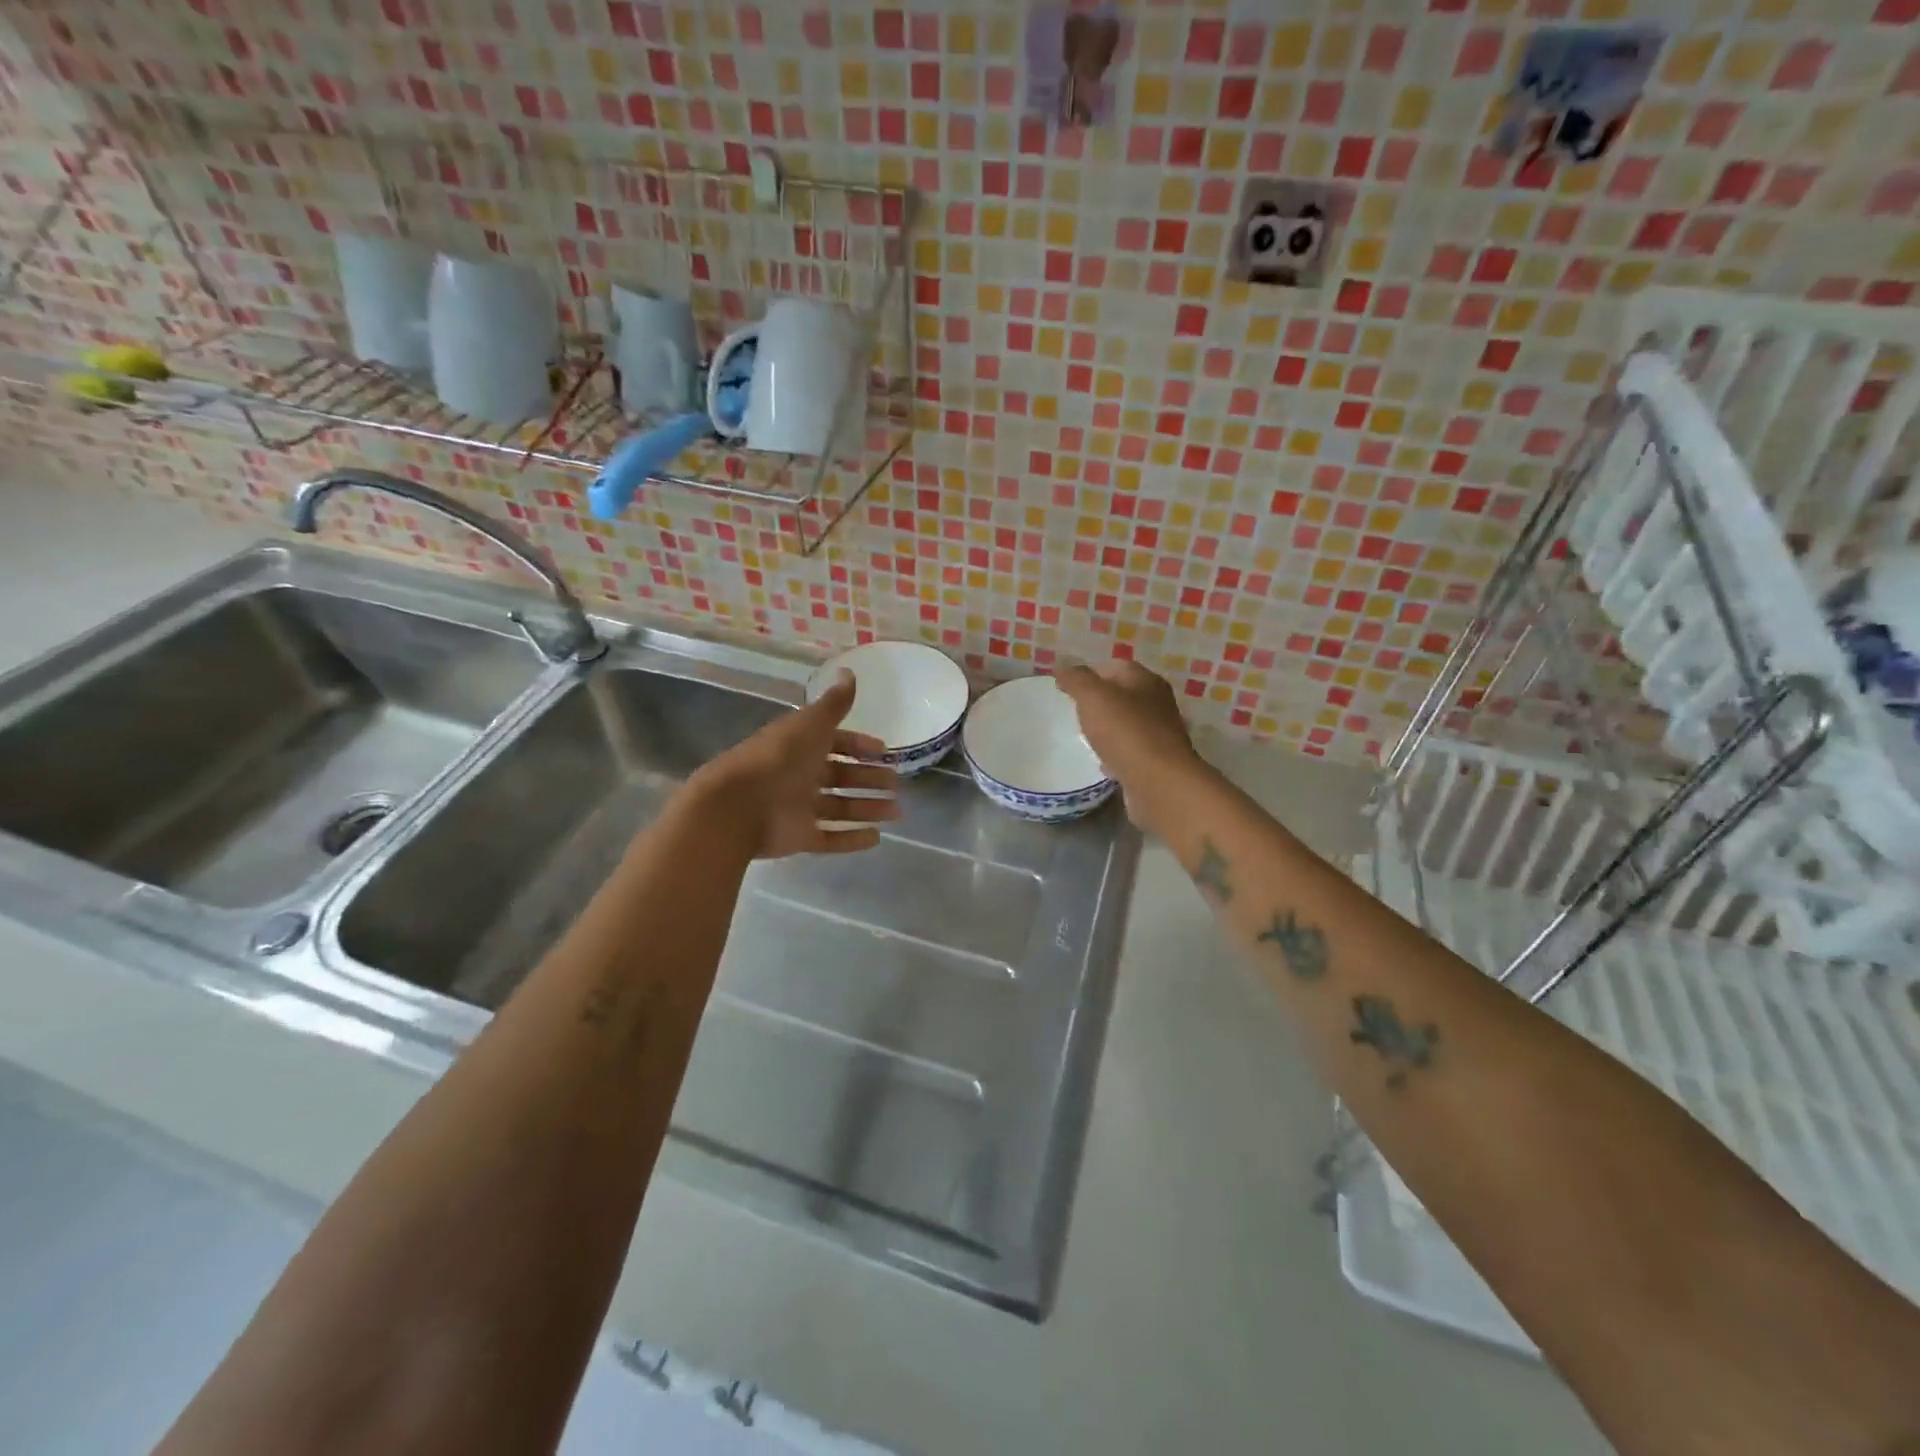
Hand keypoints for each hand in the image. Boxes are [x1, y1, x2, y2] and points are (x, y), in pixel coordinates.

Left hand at [692, 671, 899, 857]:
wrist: (737, 805)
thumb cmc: (778, 759)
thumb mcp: (810, 724)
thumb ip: (834, 703)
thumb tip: (849, 670)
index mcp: (800, 746)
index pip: (834, 743)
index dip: (859, 746)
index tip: (883, 752)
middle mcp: (800, 776)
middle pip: (841, 778)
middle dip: (869, 780)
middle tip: (896, 785)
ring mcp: (799, 808)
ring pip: (840, 808)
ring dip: (868, 808)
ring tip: (896, 812)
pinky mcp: (799, 837)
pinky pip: (831, 838)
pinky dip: (853, 839)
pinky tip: (877, 838)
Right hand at [1057, 661, 1202, 827]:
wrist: (1158, 783)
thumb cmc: (1125, 732)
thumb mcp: (1093, 697)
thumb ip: (1077, 680)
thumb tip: (1064, 670)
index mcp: (1145, 681)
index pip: (1115, 667)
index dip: (1090, 674)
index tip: (1066, 688)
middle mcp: (1157, 703)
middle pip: (1122, 696)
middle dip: (1098, 702)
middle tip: (1073, 712)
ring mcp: (1159, 734)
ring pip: (1126, 724)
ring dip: (1107, 729)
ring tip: (1084, 737)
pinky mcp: (1156, 762)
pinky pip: (1130, 752)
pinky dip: (1115, 755)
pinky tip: (1101, 763)